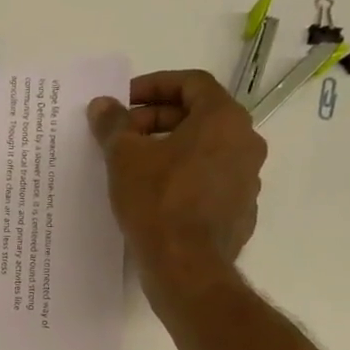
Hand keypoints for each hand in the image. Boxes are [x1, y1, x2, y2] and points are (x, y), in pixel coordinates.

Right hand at [89, 70, 266, 308]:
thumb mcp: (125, 158)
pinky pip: (209, 183)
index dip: (154, 86)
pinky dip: (183, 179)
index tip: (124, 100)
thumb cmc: (157, 201)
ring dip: (171, 150)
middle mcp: (246, 142)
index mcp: (224, 119)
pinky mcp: (239, 211)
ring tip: (135, 167)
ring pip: (205, 151)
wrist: (186, 265)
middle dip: (157, 121)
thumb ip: (113, 125)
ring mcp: (247, 179)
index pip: (191, 83)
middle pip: (199, 117)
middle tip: (123, 136)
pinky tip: (155, 197)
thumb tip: (102, 105)